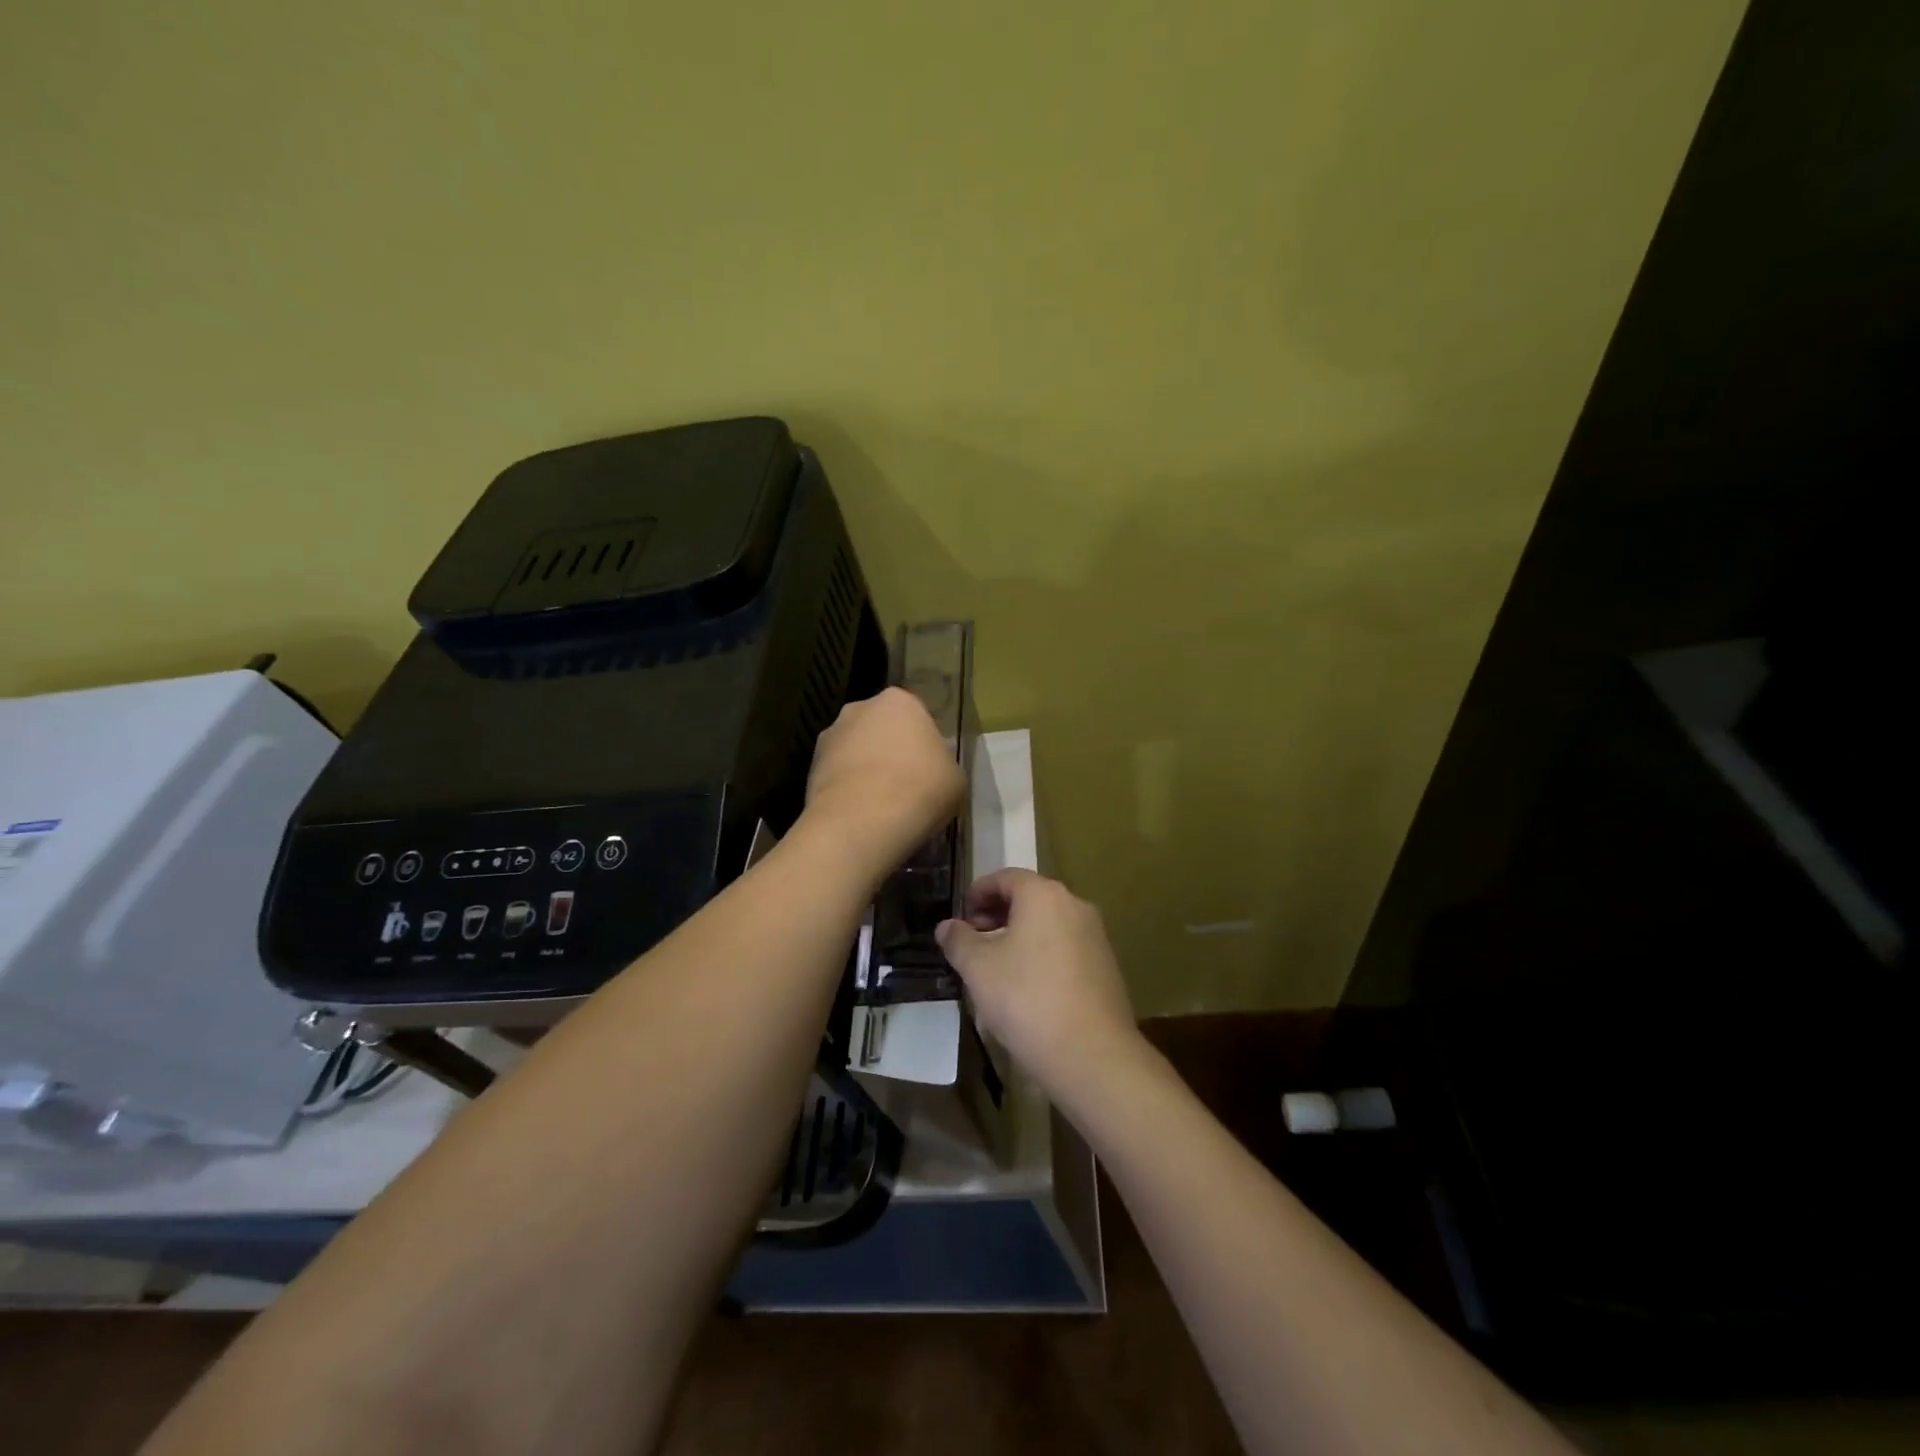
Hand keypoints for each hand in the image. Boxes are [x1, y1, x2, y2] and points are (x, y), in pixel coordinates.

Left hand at [803, 687, 965, 880]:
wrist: (862, 822)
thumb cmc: (919, 789)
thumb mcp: (955, 778)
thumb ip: (942, 763)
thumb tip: (931, 766)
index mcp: (899, 701)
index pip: (916, 716)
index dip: (924, 744)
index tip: (930, 770)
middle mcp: (859, 709)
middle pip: (881, 729)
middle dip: (891, 751)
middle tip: (906, 786)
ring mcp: (830, 737)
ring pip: (856, 752)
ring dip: (866, 770)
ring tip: (881, 806)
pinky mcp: (810, 768)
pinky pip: (838, 776)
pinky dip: (848, 790)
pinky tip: (861, 815)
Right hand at [935, 869, 1141, 1101]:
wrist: (1091, 1054)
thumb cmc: (1026, 999)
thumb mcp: (978, 969)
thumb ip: (959, 940)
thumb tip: (947, 926)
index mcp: (1044, 895)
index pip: (1005, 877)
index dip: (978, 892)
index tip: (961, 916)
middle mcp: (1075, 905)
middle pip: (1029, 898)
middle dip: (998, 914)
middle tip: (974, 940)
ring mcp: (1095, 936)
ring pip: (1048, 923)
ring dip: (1019, 935)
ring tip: (996, 966)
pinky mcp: (1106, 965)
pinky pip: (1066, 947)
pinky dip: (1042, 953)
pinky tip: (1027, 987)